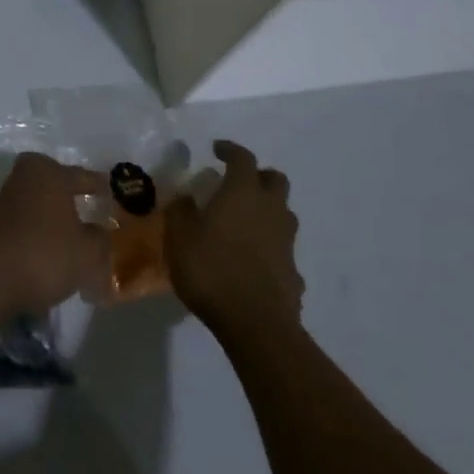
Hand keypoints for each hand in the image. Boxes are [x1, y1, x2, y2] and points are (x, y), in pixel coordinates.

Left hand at [0, 152, 110, 313]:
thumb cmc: (44, 254)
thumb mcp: (87, 253)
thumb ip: (100, 240)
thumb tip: (99, 232)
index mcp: (51, 172)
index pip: (85, 177)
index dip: (102, 190)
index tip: (114, 199)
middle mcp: (26, 177)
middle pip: (58, 187)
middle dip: (73, 201)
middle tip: (92, 217)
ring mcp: (6, 198)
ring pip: (41, 206)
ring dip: (55, 221)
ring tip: (73, 242)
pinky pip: (27, 224)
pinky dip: (39, 235)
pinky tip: (50, 255)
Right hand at [165, 140, 303, 339]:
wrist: (256, 324)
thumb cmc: (212, 270)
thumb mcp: (179, 238)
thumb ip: (180, 212)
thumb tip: (184, 197)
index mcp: (243, 193)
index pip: (242, 158)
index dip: (230, 150)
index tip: (217, 149)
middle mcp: (270, 209)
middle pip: (274, 180)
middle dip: (258, 176)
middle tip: (238, 184)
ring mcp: (286, 241)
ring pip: (283, 213)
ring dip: (266, 211)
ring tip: (243, 223)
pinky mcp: (294, 271)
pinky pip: (282, 248)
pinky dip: (270, 247)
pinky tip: (253, 261)